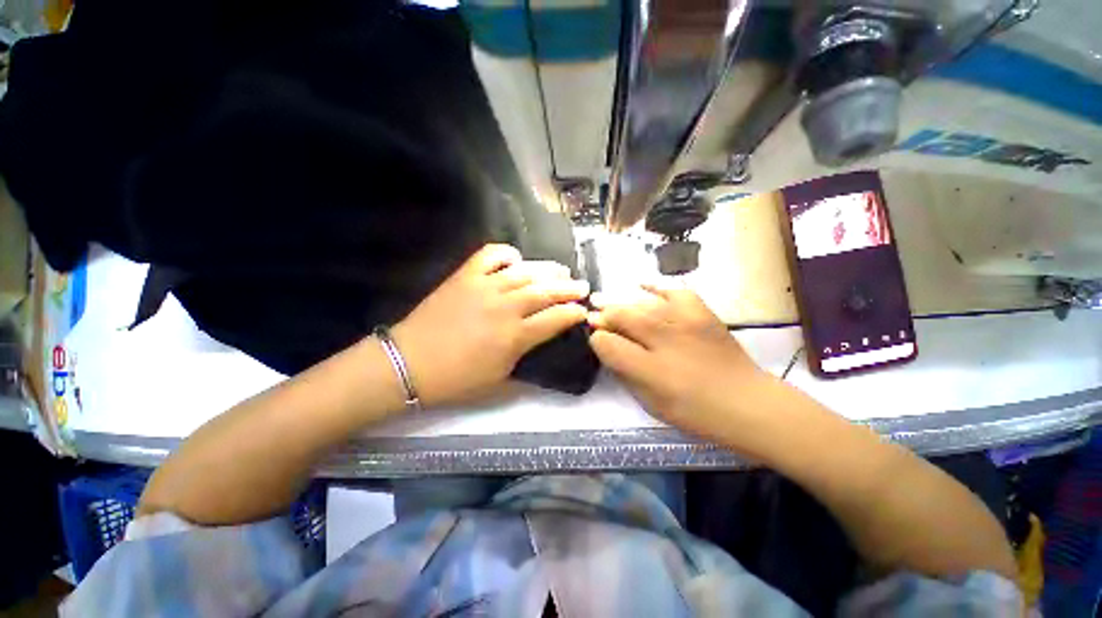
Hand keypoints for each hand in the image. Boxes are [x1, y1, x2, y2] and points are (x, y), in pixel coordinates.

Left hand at [391, 244, 588, 406]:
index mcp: (515, 336)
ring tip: (561, 271)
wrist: (409, 363)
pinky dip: (507, 253)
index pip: (556, 319)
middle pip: (546, 291)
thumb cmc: (455, 380)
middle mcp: (505, 307)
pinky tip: (516, 260)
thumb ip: (526, 370)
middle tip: (583, 286)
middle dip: (569, 289)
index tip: (583, 311)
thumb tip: (543, 357)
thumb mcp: (498, 384)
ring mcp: (485, 287)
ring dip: (547, 270)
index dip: (574, 313)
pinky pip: (491, 255)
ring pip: (525, 271)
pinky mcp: (465, 276)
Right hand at [588, 284, 764, 439]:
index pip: (608, 344)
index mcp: (651, 371)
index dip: (597, 340)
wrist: (748, 402)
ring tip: (609, 305)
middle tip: (596, 318)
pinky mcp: (702, 312)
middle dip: (604, 316)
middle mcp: (665, 341)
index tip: (597, 341)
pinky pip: (673, 291)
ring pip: (642, 304)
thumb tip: (607, 349)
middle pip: (622, 316)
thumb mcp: (650, 403)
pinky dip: (655, 287)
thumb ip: (624, 374)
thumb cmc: (695, 412)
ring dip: (621, 304)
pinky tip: (641, 286)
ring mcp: (686, 322)